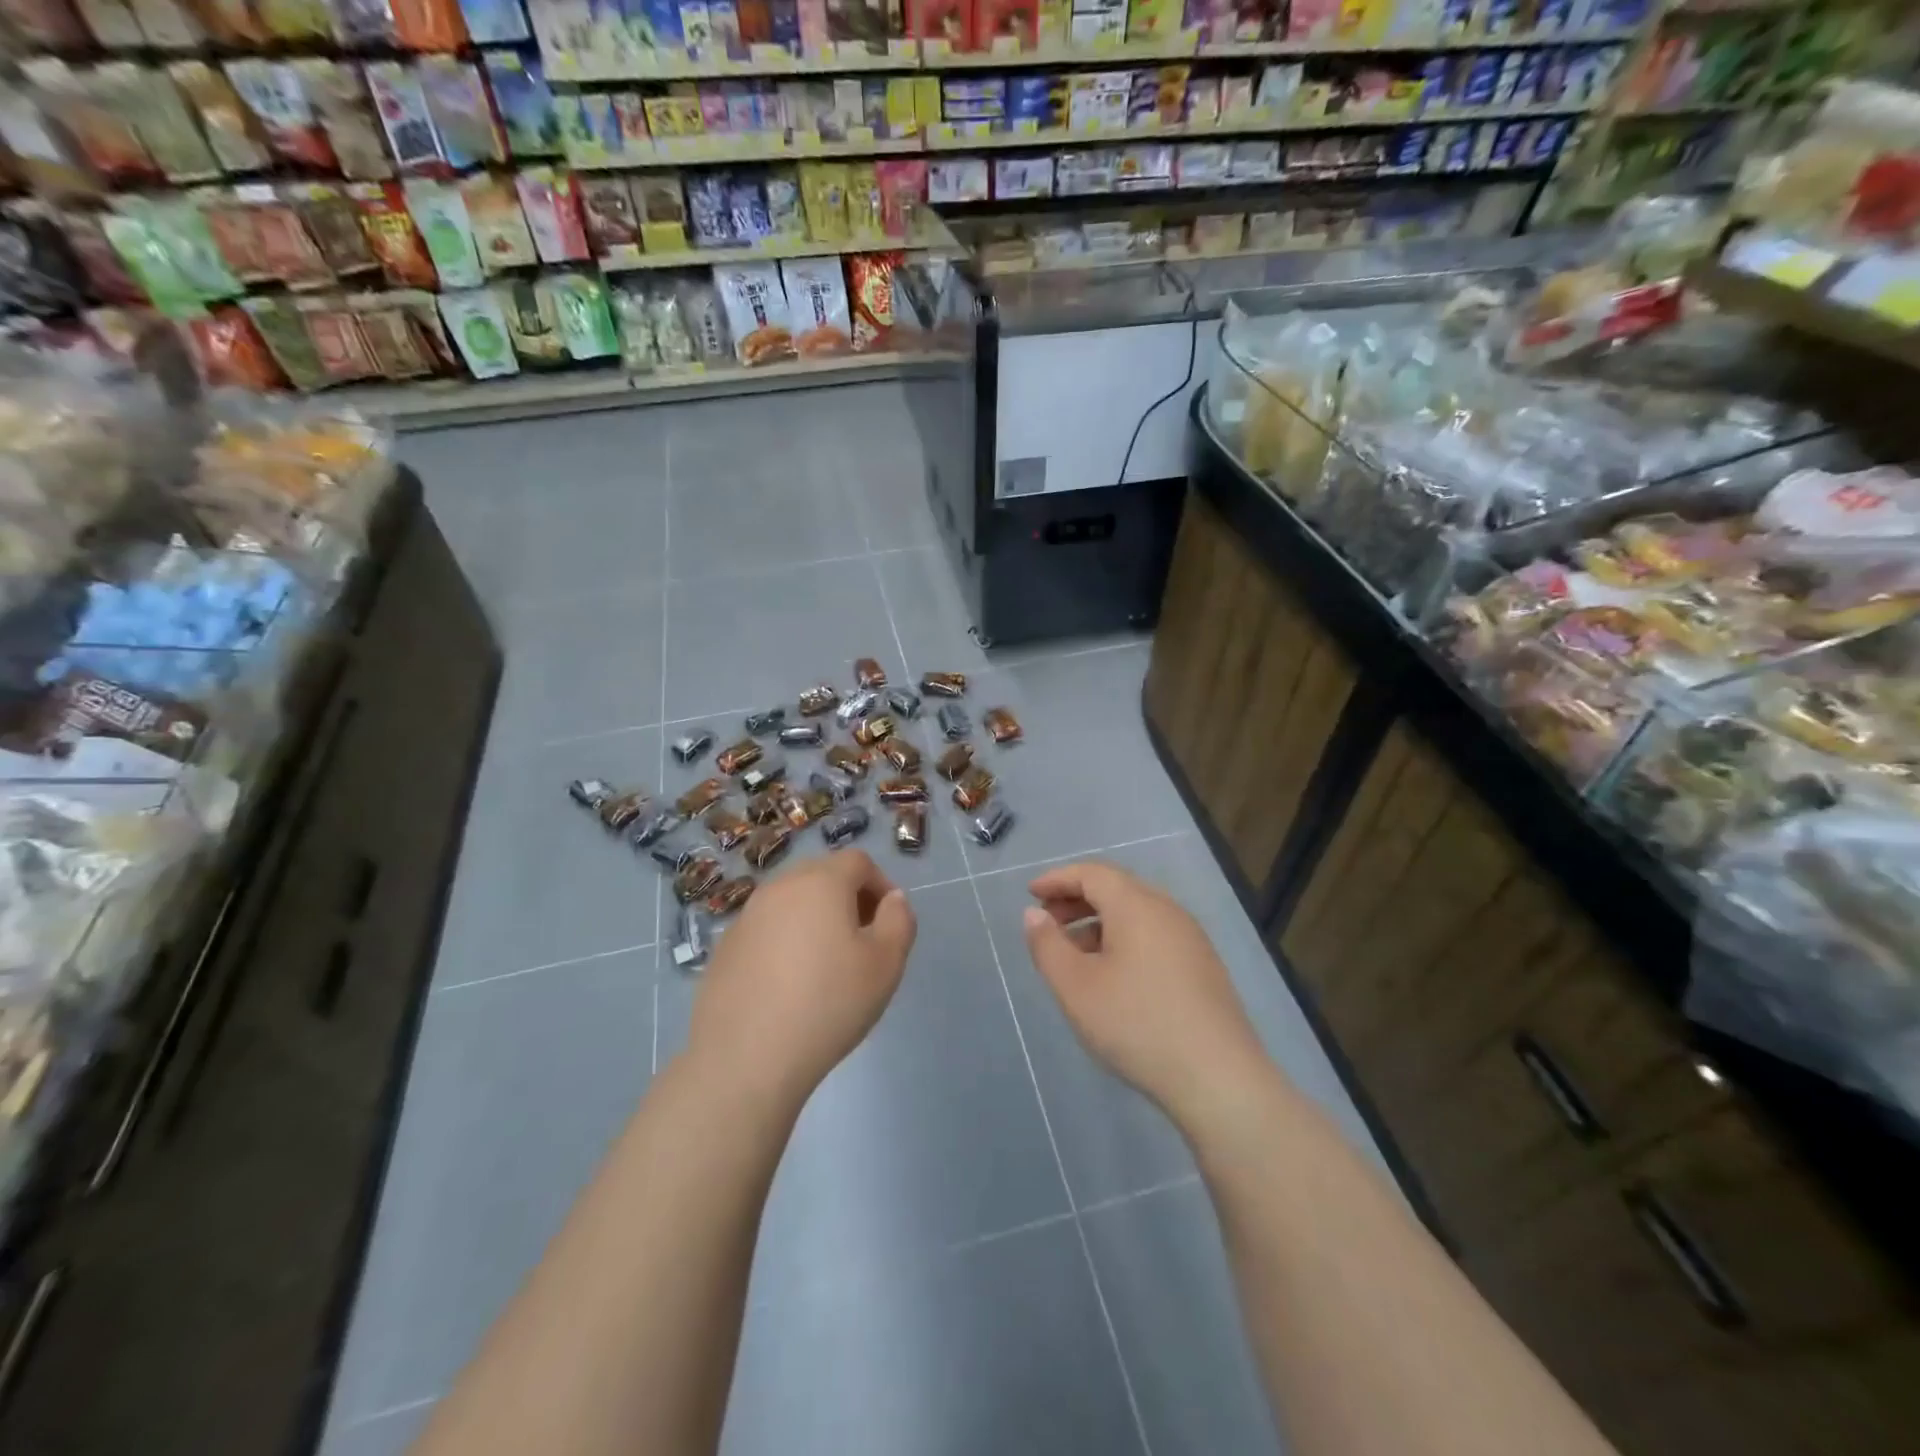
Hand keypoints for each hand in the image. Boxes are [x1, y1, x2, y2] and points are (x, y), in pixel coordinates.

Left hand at [687, 850, 914, 1110]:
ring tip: (825, 966)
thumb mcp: (886, 964)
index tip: (888, 923)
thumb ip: (899, 920)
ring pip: (791, 902)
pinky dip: (784, 942)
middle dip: (848, 898)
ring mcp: (746, 917)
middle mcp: (779, 887)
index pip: (858, 862)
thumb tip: (892, 899)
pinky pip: (766, 930)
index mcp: (820, 882)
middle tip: (861, 941)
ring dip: (814, 920)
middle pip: (822, 876)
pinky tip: (788, 986)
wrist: (746, 1058)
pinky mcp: (724, 948)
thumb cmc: (828, 1004)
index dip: (881, 885)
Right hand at [1022, 861, 1266, 1129]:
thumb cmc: (1137, 1024)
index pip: (1091, 873)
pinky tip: (1113, 975)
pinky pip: (1154, 934)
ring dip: (1099, 921)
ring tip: (1074, 953)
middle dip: (1076, 898)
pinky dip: (1124, 939)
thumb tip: (1034, 915)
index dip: (1057, 879)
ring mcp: (1191, 938)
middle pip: (1116, 888)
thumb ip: (1047, 946)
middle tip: (1047, 922)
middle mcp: (1167, 910)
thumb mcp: (1075, 987)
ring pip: (1136, 913)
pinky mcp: (1203, 966)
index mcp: (1136, 905)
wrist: (1219, 1078)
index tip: (1030, 894)